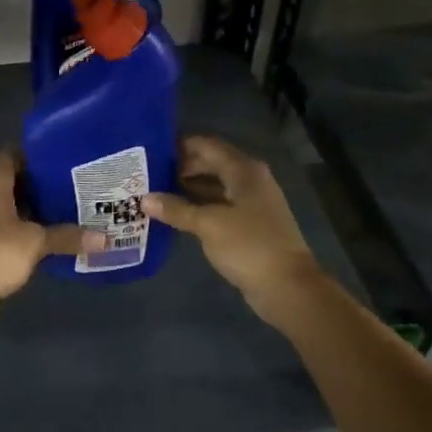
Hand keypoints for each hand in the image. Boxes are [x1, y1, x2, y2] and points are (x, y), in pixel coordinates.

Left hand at [0, 150, 94, 298]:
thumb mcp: (37, 242)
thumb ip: (68, 236)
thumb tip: (104, 239)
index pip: (14, 154)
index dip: (37, 158)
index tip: (60, 165)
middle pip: (6, 178)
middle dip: (32, 185)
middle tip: (62, 189)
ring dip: (18, 206)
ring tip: (50, 212)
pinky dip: (6, 222)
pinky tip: (28, 233)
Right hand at [141, 136, 319, 317]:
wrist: (287, 285)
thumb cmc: (248, 246)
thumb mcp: (208, 224)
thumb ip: (176, 209)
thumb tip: (145, 199)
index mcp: (244, 170)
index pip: (207, 145)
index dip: (180, 146)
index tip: (151, 151)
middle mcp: (250, 180)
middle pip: (211, 164)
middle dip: (181, 168)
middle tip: (148, 175)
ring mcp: (252, 203)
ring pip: (214, 186)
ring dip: (188, 189)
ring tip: (155, 193)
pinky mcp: (250, 224)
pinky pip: (219, 206)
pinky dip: (199, 207)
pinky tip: (176, 215)